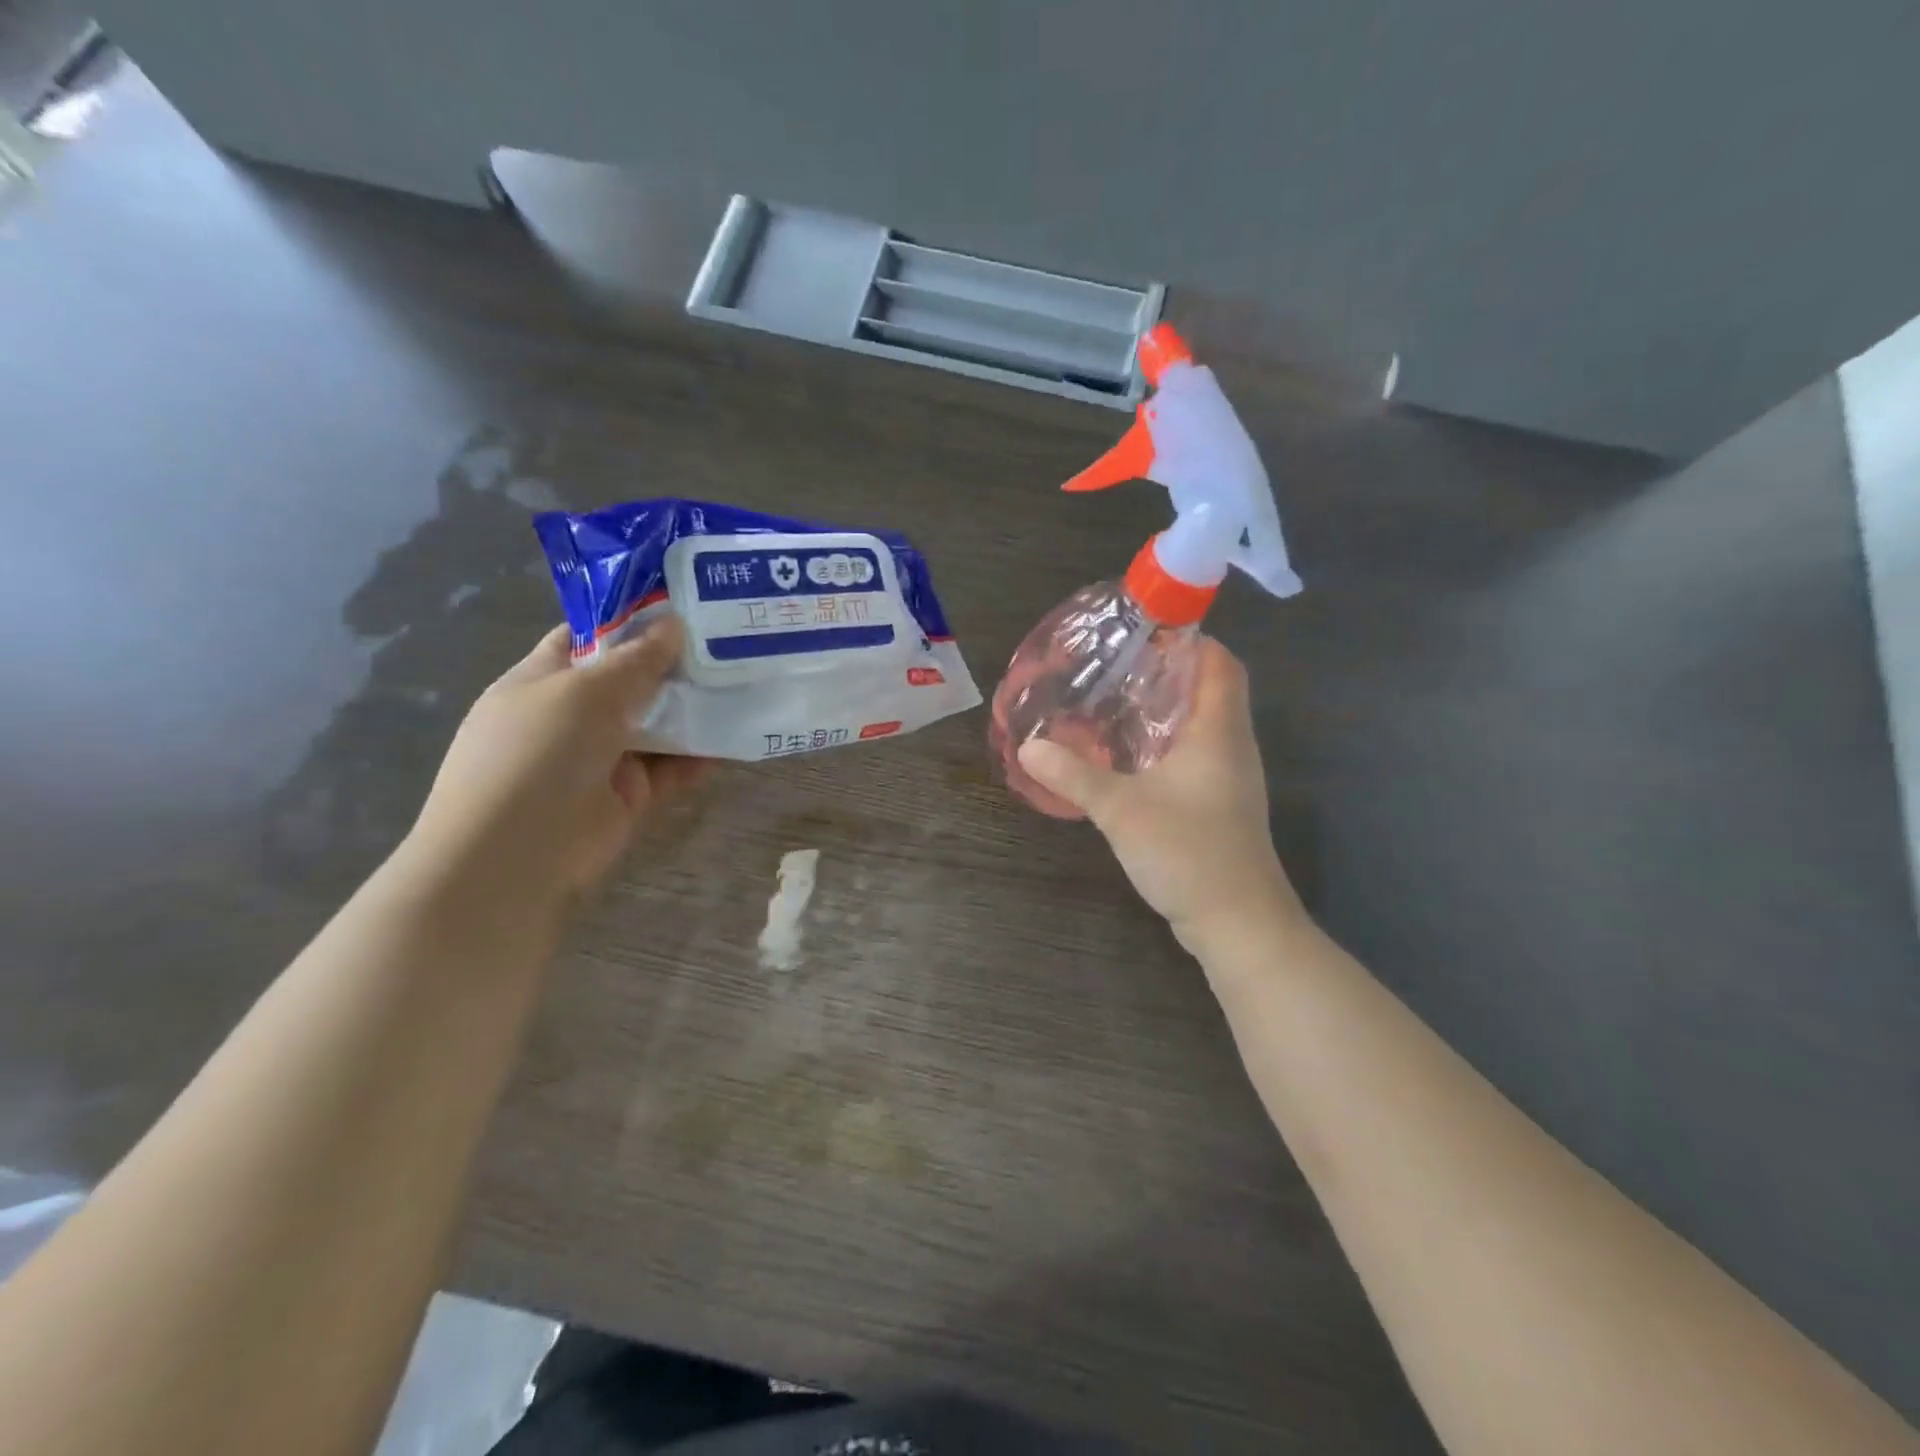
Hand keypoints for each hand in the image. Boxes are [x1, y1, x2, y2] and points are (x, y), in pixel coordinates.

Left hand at [404, 619, 711, 908]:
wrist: (515, 856)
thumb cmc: (538, 753)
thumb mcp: (585, 692)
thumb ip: (636, 660)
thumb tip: (674, 624)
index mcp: (542, 680)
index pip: (587, 637)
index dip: (630, 619)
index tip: (683, 605)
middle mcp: (572, 715)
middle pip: (631, 680)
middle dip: (675, 663)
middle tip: (729, 640)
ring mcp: (602, 757)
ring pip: (657, 724)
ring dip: (695, 709)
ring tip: (742, 683)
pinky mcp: (630, 795)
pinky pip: (672, 767)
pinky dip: (701, 756)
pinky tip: (736, 737)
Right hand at [1018, 637, 1299, 948]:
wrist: (1237, 924)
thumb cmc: (1189, 854)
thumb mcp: (1122, 810)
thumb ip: (1074, 775)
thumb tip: (1028, 745)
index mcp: (1218, 732)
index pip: (1220, 663)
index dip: (1189, 640)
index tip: (1143, 633)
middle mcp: (1231, 747)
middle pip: (1208, 689)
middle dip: (1164, 672)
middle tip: (1112, 667)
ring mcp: (1227, 778)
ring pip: (1198, 725)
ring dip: (1161, 710)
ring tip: (1110, 704)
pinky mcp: (1217, 805)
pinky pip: (1191, 756)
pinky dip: (1161, 745)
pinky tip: (1124, 758)